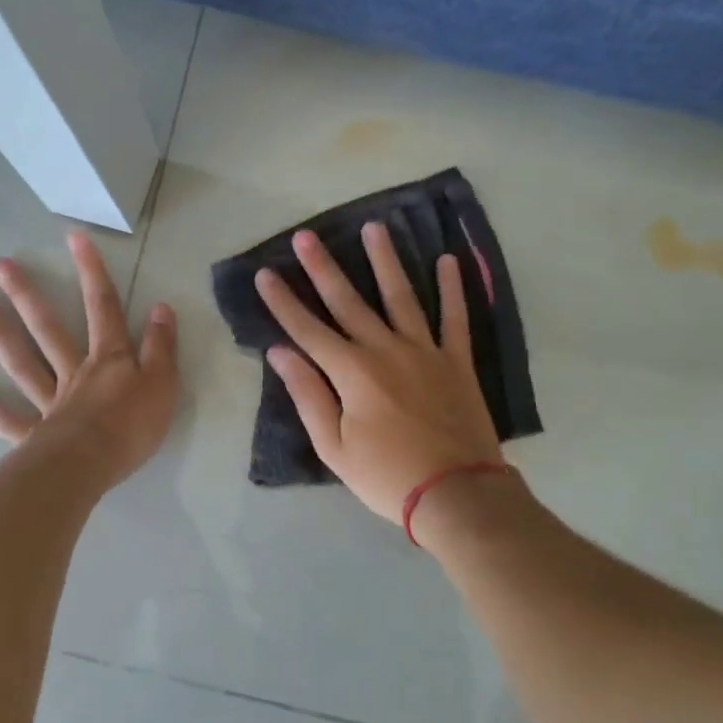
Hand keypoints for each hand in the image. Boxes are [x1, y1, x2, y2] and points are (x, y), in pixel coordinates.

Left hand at [0, 231, 178, 489]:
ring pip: (23, 363)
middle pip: (49, 329)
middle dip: (28, 295)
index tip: (74, 238)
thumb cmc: (132, 426)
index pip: (103, 308)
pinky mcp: (34, 435)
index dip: (92, 273)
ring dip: (0, 335)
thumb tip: (161, 308)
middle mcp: (74, 373)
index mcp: (109, 360)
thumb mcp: (163, 384)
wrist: (91, 466)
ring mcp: (49, 402)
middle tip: (0, 266)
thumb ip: (161, 347)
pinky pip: (5, 419)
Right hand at [256, 223, 502, 522]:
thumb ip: (308, 395)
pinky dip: (452, 289)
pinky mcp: (457, 361)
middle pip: (348, 302)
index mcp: (351, 372)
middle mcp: (385, 350)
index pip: (307, 329)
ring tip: (374, 228)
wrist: (457, 494)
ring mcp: (425, 351)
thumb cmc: (386, 477)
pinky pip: (455, 317)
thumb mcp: (334, 447)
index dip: (283, 302)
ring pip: (401, 296)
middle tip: (306, 235)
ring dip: (385, 261)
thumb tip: (280, 353)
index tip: (264, 273)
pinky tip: (448, 261)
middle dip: (322, 268)